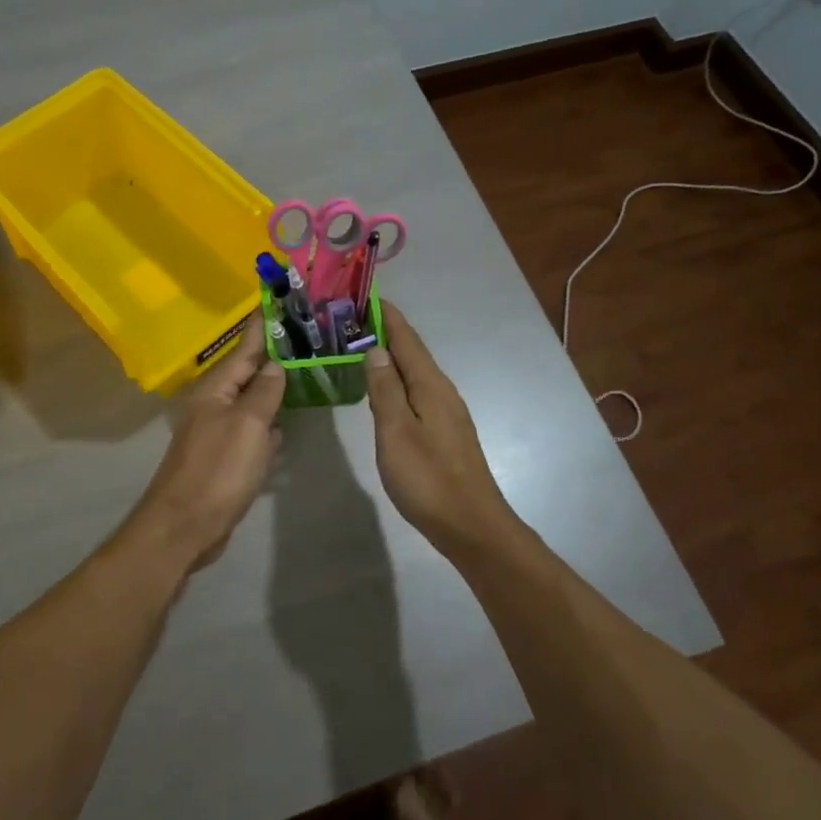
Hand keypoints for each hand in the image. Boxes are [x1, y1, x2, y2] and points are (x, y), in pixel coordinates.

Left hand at [126, 314, 285, 572]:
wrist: (185, 527)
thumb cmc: (218, 470)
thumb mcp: (248, 425)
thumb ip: (263, 392)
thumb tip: (275, 365)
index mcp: (216, 390)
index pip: (244, 348)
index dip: (262, 326)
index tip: (277, 300)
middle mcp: (214, 405)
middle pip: (248, 373)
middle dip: (273, 355)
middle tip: (305, 336)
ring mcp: (218, 433)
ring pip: (251, 403)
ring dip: (273, 390)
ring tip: (302, 373)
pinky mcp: (224, 459)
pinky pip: (251, 432)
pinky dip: (268, 425)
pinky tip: (284, 424)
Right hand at [365, 302, 515, 547]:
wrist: (471, 525)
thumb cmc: (428, 478)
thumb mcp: (396, 431)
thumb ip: (385, 389)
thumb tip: (376, 349)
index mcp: (430, 385)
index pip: (406, 338)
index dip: (386, 316)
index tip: (364, 295)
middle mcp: (442, 391)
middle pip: (412, 353)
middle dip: (384, 333)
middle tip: (350, 322)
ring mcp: (447, 412)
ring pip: (414, 374)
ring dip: (390, 358)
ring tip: (360, 350)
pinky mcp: (445, 433)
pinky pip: (417, 394)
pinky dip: (397, 383)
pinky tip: (384, 392)